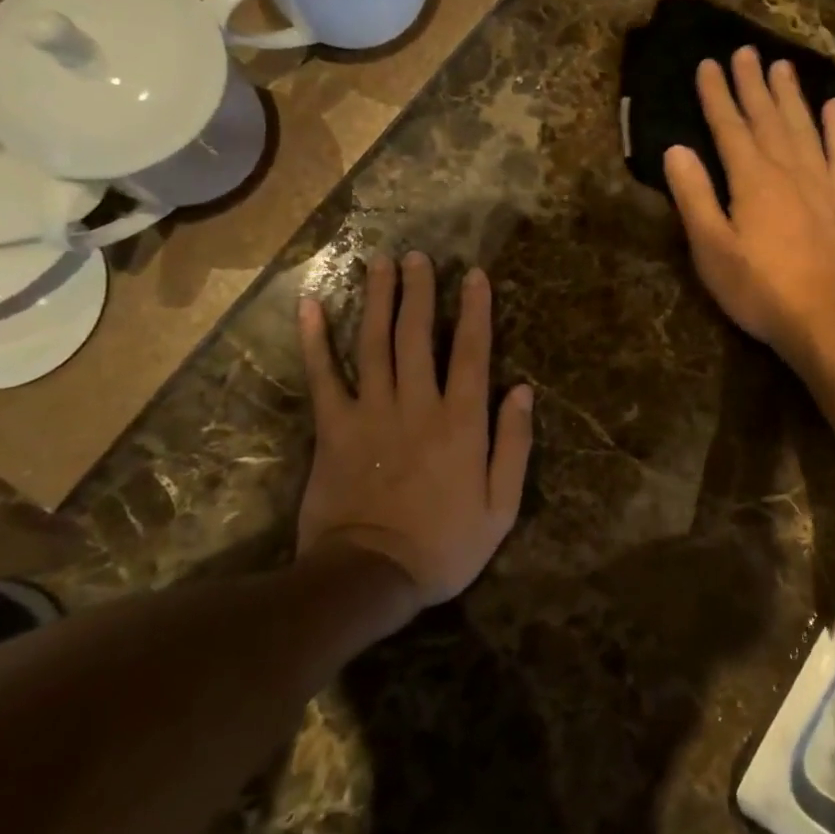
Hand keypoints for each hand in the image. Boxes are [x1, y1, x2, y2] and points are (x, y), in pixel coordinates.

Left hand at [297, 253, 533, 606]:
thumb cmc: (444, 545)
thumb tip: (523, 390)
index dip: (474, 310)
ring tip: (379, 263)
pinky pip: (323, 376)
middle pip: (417, 335)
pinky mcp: (333, 428)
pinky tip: (311, 306)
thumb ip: (514, 444)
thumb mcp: (500, 506)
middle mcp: (416, 404)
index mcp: (461, 421)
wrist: (370, 577)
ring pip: (374, 343)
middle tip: (418, 257)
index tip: (474, 275)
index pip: (471, 351)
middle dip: (419, 291)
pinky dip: (315, 340)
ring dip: (377, 299)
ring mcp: (370, 412)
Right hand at [664, 46, 834, 364]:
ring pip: (804, 128)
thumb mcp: (711, 249)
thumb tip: (676, 149)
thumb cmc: (758, 288)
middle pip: (767, 118)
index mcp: (752, 179)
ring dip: (791, 96)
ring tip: (782, 65)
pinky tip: (834, 108)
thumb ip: (694, 196)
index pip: (730, 127)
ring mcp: (822, 184)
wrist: (824, 320)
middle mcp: (789, 170)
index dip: (717, 95)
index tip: (709, 63)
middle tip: (746, 50)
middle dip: (753, 84)